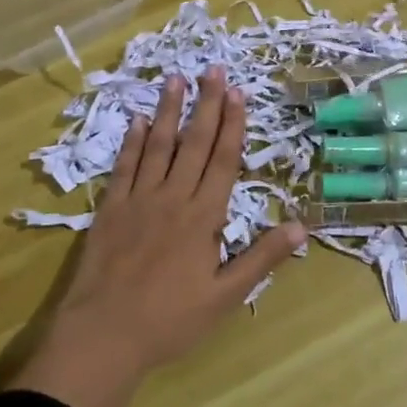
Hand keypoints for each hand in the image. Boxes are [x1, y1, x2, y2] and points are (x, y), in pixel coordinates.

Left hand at [12, 69, 305, 406]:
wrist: (104, 336)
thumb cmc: (170, 321)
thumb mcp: (226, 297)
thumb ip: (262, 257)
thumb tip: (303, 226)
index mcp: (203, 217)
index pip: (224, 161)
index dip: (233, 125)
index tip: (239, 93)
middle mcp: (173, 198)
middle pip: (194, 144)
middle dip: (207, 105)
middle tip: (214, 69)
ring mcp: (138, 200)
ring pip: (158, 146)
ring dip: (168, 112)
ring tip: (175, 79)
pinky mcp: (110, 209)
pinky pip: (124, 167)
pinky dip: (131, 142)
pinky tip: (137, 120)